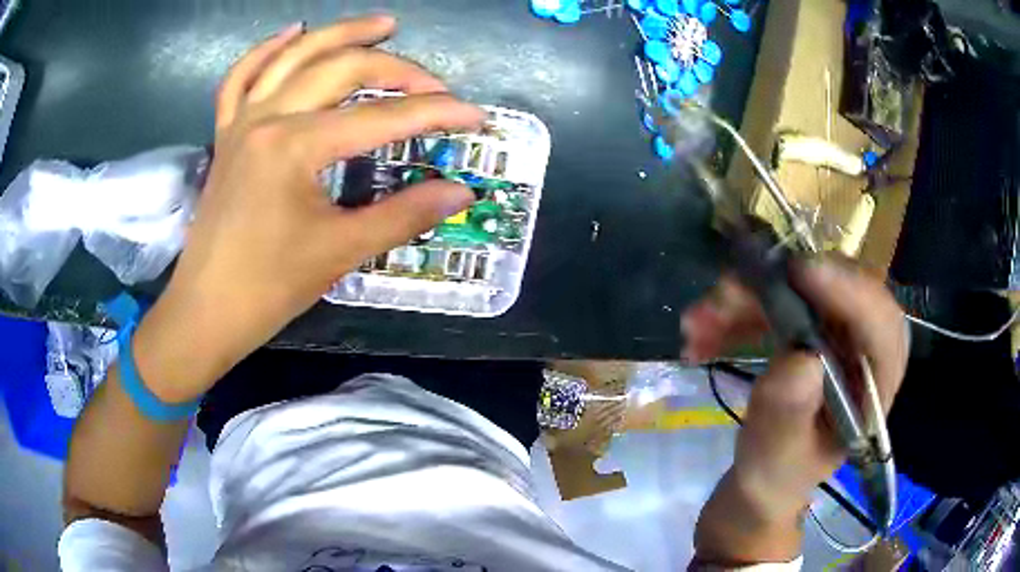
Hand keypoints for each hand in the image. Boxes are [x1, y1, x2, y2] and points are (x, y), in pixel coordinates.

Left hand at [133, 16, 484, 401]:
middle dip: (397, 69)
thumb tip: (461, 193)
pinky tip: (293, 32)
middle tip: (434, 82)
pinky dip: (266, 50)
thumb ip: (405, 215)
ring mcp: (241, 121)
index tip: (476, 115)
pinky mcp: (225, 133)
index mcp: (295, 146)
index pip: (381, 118)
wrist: (206, 312)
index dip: (435, 114)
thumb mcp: (340, 251)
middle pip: (341, 69)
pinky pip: (241, 78)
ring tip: (383, 24)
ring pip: (294, 56)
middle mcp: (268, 118)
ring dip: (341, 33)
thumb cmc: (268, 288)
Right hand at [687, 260, 908, 562]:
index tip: (801, 274)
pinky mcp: (808, 324)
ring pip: (801, 288)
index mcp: (874, 386)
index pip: (881, 326)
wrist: (763, 477)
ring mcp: (836, 332)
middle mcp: (863, 348)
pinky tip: (702, 333)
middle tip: (725, 297)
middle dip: (779, 288)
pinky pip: (776, 298)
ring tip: (696, 325)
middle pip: (838, 290)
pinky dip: (737, 308)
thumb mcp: (777, 459)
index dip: (850, 292)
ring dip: (746, 297)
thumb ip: (788, 418)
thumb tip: (800, 357)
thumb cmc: (778, 476)